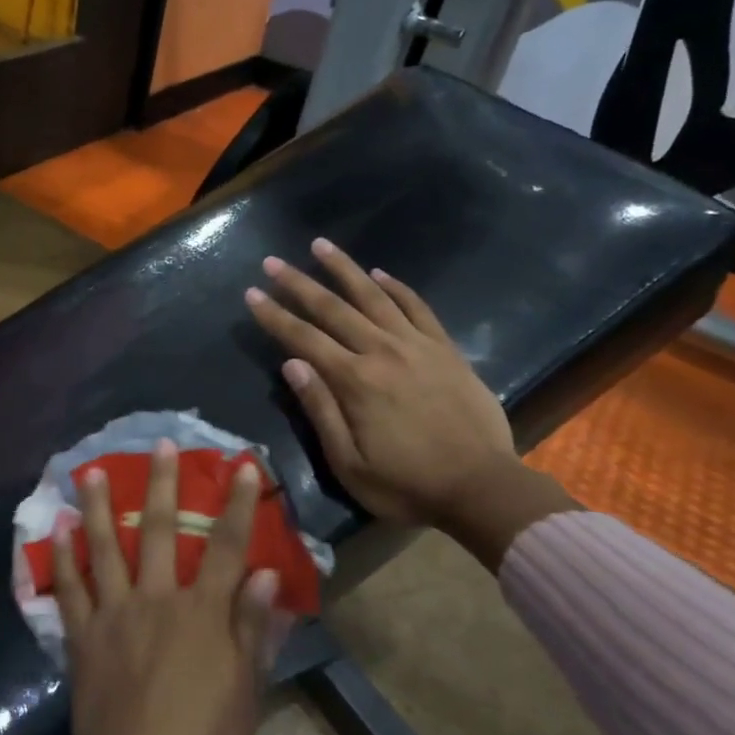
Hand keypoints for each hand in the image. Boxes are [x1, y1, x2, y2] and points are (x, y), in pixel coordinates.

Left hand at [37, 441, 279, 734]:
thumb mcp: (245, 694)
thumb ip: (253, 631)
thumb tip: (267, 577)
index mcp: (202, 614)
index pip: (226, 547)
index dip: (238, 504)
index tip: (242, 466)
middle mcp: (157, 600)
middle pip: (158, 530)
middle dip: (162, 483)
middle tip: (161, 444)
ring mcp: (114, 614)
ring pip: (104, 547)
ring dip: (96, 506)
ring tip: (89, 470)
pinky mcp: (82, 636)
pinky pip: (69, 588)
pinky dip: (63, 557)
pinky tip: (57, 529)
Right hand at [245, 239, 576, 568]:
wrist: (483, 489)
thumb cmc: (407, 485)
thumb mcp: (349, 463)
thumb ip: (320, 410)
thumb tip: (291, 364)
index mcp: (355, 381)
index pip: (304, 339)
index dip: (274, 316)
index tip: (251, 294)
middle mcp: (383, 352)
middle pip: (333, 309)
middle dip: (298, 283)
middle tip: (272, 262)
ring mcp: (418, 346)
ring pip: (374, 296)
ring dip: (345, 269)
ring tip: (321, 245)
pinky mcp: (445, 350)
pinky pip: (418, 308)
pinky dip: (397, 287)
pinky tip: (380, 274)